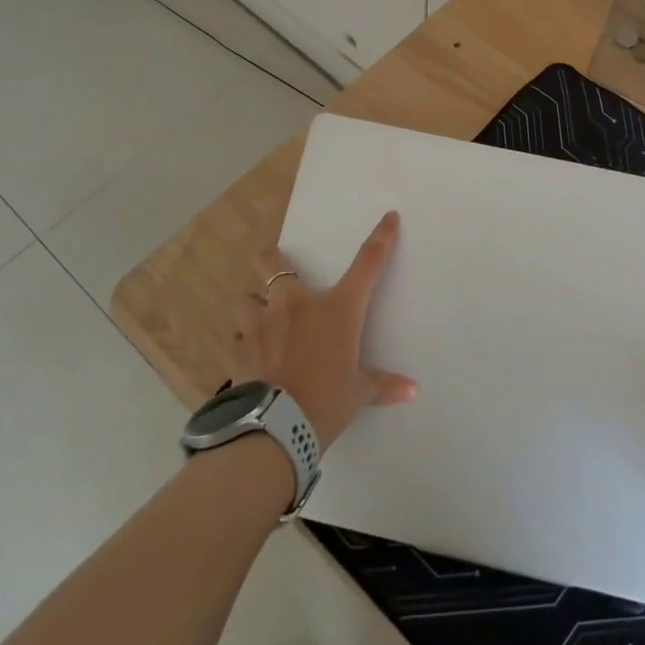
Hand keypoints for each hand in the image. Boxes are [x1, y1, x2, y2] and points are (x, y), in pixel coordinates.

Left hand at [228, 210, 417, 449]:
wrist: (277, 428)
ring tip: (257, 321)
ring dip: (251, 307)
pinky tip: (245, 353)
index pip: (367, 264)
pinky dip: (238, 341)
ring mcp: (261, 323)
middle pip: (272, 263)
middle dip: (269, 258)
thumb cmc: (326, 402)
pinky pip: (232, 336)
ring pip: (245, 298)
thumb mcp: (358, 394)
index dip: (381, 238)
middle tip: (270, 262)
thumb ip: (381, 385)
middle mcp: (296, 305)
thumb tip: (412, 390)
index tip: (389, 217)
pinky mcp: (236, 348)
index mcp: (336, 309)